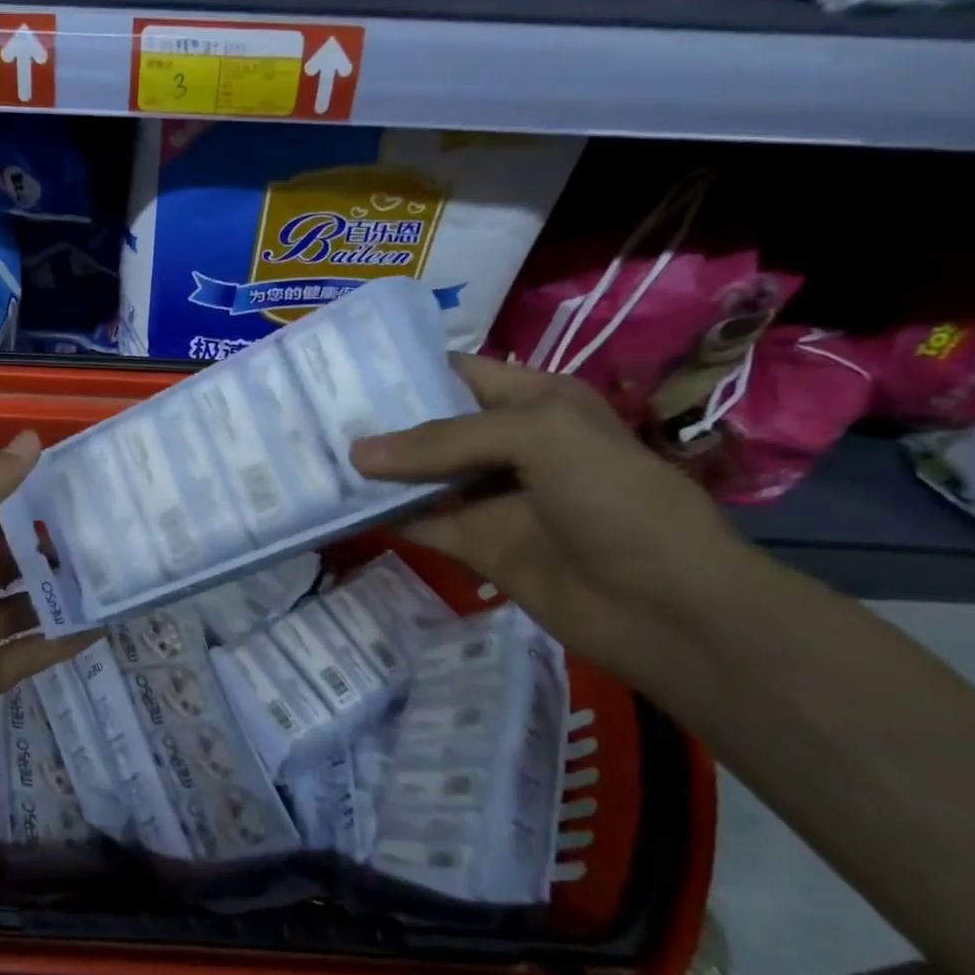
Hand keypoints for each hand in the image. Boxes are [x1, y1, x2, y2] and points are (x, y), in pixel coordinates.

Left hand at [0, 430, 89, 806]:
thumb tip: (33, 439)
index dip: (26, 497)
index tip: (77, 482)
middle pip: (12, 561)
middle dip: (53, 546)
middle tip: (110, 530)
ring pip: (27, 606)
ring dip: (63, 592)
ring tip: (116, 573)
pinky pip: (33, 653)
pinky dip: (64, 640)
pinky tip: (104, 625)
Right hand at [350, 355, 758, 690]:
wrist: (664, 606)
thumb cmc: (613, 498)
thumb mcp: (538, 437)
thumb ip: (443, 440)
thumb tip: (356, 454)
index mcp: (534, 400)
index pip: (458, 372)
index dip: (405, 368)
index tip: (341, 369)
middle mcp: (508, 442)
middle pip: (430, 425)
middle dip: (379, 420)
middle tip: (310, 414)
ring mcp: (490, 496)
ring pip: (419, 475)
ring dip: (375, 470)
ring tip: (311, 455)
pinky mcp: (475, 543)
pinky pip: (420, 521)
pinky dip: (384, 514)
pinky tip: (338, 505)